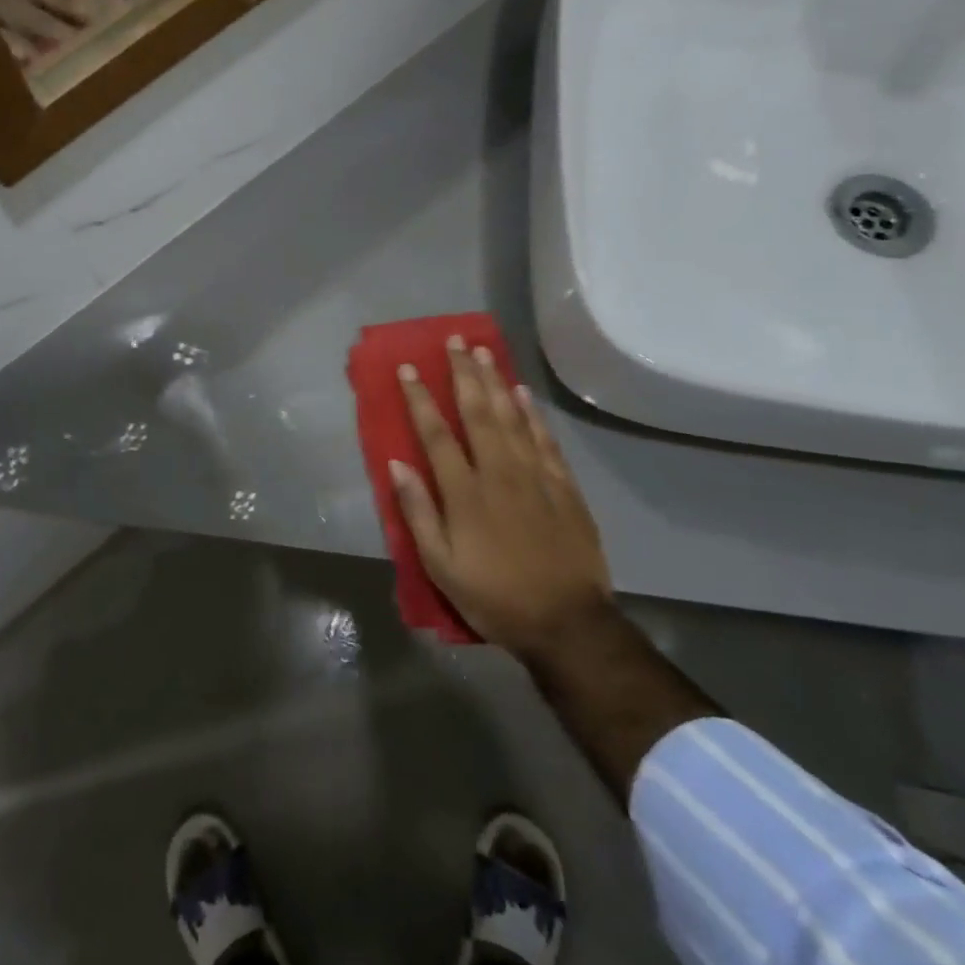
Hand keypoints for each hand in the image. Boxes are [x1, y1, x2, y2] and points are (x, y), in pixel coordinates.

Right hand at [391, 338, 612, 655]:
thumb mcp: (441, 566)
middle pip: (478, 412)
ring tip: (484, 352)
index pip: (436, 434)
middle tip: (455, 340)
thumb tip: (397, 465)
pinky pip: (545, 439)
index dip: (420, 398)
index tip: (409, 368)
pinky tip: (522, 394)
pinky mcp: (563, 486)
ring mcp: (535, 476)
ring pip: (512, 417)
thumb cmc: (494, 597)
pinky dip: (532, 414)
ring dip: (495, 382)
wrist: (568, 623)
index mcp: (465, 493)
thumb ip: (418, 512)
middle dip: (463, 374)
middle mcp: (499, 473)